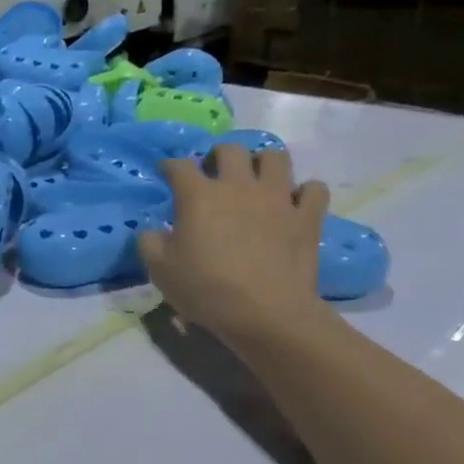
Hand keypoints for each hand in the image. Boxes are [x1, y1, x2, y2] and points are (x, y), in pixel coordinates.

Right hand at [139, 144, 331, 344]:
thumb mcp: (160, 270)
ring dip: (263, 163)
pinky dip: (305, 192)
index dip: (170, 166)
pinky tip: (295, 202)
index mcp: (200, 195)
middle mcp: (239, 186)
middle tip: (214, 173)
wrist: (266, 313)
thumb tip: (151, 230)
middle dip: (218, 155)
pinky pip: (314, 189)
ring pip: (275, 158)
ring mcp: (278, 198)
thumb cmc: (207, 289)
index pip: (180, 166)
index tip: (166, 172)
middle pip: (230, 150)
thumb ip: (149, 242)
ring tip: (256, 179)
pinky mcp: (307, 217)